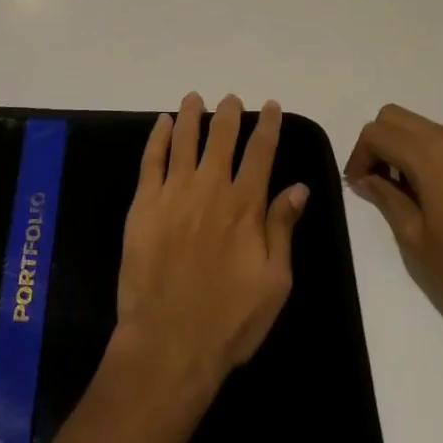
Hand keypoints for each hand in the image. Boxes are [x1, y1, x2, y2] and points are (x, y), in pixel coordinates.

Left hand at [114, 93, 309, 395]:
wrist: (168, 344)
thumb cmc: (229, 320)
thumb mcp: (274, 282)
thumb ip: (283, 229)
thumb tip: (299, 188)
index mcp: (245, 206)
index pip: (261, 153)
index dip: (267, 126)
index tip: (270, 106)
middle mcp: (210, 189)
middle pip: (221, 138)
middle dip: (228, 115)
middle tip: (231, 100)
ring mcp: (173, 194)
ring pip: (185, 141)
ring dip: (192, 116)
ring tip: (195, 98)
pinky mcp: (143, 205)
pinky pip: (151, 160)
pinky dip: (158, 137)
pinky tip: (163, 123)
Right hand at [345, 104, 442, 353]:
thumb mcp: (414, 237)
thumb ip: (386, 197)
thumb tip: (366, 179)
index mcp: (430, 155)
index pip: (377, 132)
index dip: (359, 155)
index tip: (358, 185)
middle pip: (398, 118)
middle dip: (380, 143)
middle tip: (378, 182)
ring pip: (427, 129)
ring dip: (408, 148)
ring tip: (408, 192)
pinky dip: (436, 159)